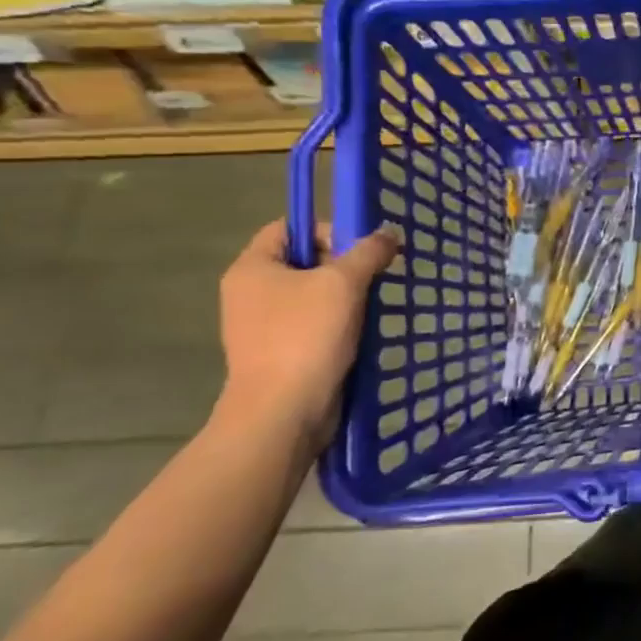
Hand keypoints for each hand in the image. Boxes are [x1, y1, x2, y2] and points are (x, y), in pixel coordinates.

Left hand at [214, 220, 397, 456]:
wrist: (283, 413)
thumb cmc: (306, 337)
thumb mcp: (344, 283)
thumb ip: (369, 251)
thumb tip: (389, 232)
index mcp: (252, 268)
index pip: (288, 227)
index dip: (326, 229)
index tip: (360, 250)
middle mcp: (250, 293)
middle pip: (304, 261)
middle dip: (343, 266)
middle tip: (374, 277)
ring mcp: (263, 326)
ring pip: (312, 295)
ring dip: (346, 297)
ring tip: (372, 306)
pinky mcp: (280, 353)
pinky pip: (313, 325)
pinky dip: (339, 325)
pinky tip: (362, 333)